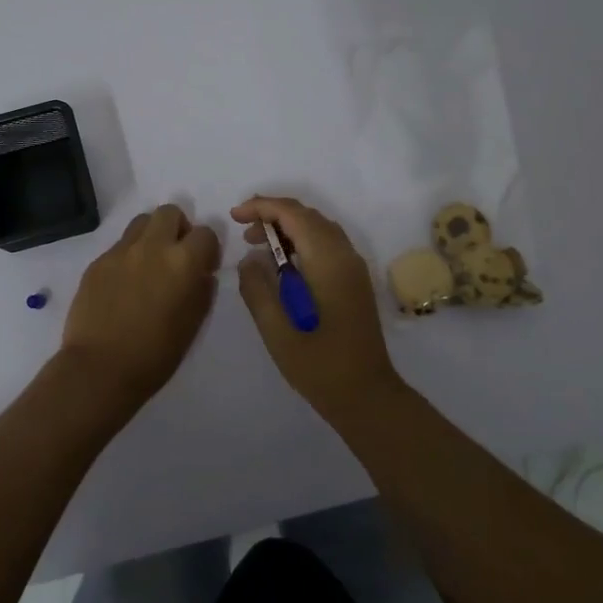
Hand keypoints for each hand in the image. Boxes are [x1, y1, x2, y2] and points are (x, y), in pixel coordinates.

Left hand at [57, 204, 220, 410]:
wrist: (99, 369)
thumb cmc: (155, 355)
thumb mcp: (192, 325)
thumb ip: (202, 291)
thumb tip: (201, 274)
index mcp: (182, 262)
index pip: (205, 233)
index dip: (207, 249)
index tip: (203, 266)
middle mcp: (152, 247)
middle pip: (169, 212)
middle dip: (178, 228)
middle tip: (175, 255)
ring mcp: (120, 252)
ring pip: (141, 221)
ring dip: (151, 235)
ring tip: (149, 263)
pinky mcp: (97, 262)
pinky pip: (118, 246)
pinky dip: (128, 255)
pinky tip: (124, 284)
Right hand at [231, 196, 403, 420]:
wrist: (367, 396)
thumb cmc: (320, 366)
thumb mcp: (277, 331)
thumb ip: (258, 289)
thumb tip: (249, 259)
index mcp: (327, 261)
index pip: (293, 214)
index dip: (262, 207)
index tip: (235, 216)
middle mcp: (345, 255)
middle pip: (308, 215)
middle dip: (273, 215)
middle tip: (243, 232)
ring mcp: (353, 267)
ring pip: (319, 228)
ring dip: (287, 227)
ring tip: (257, 245)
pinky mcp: (354, 280)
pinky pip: (327, 244)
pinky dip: (302, 241)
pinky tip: (283, 264)